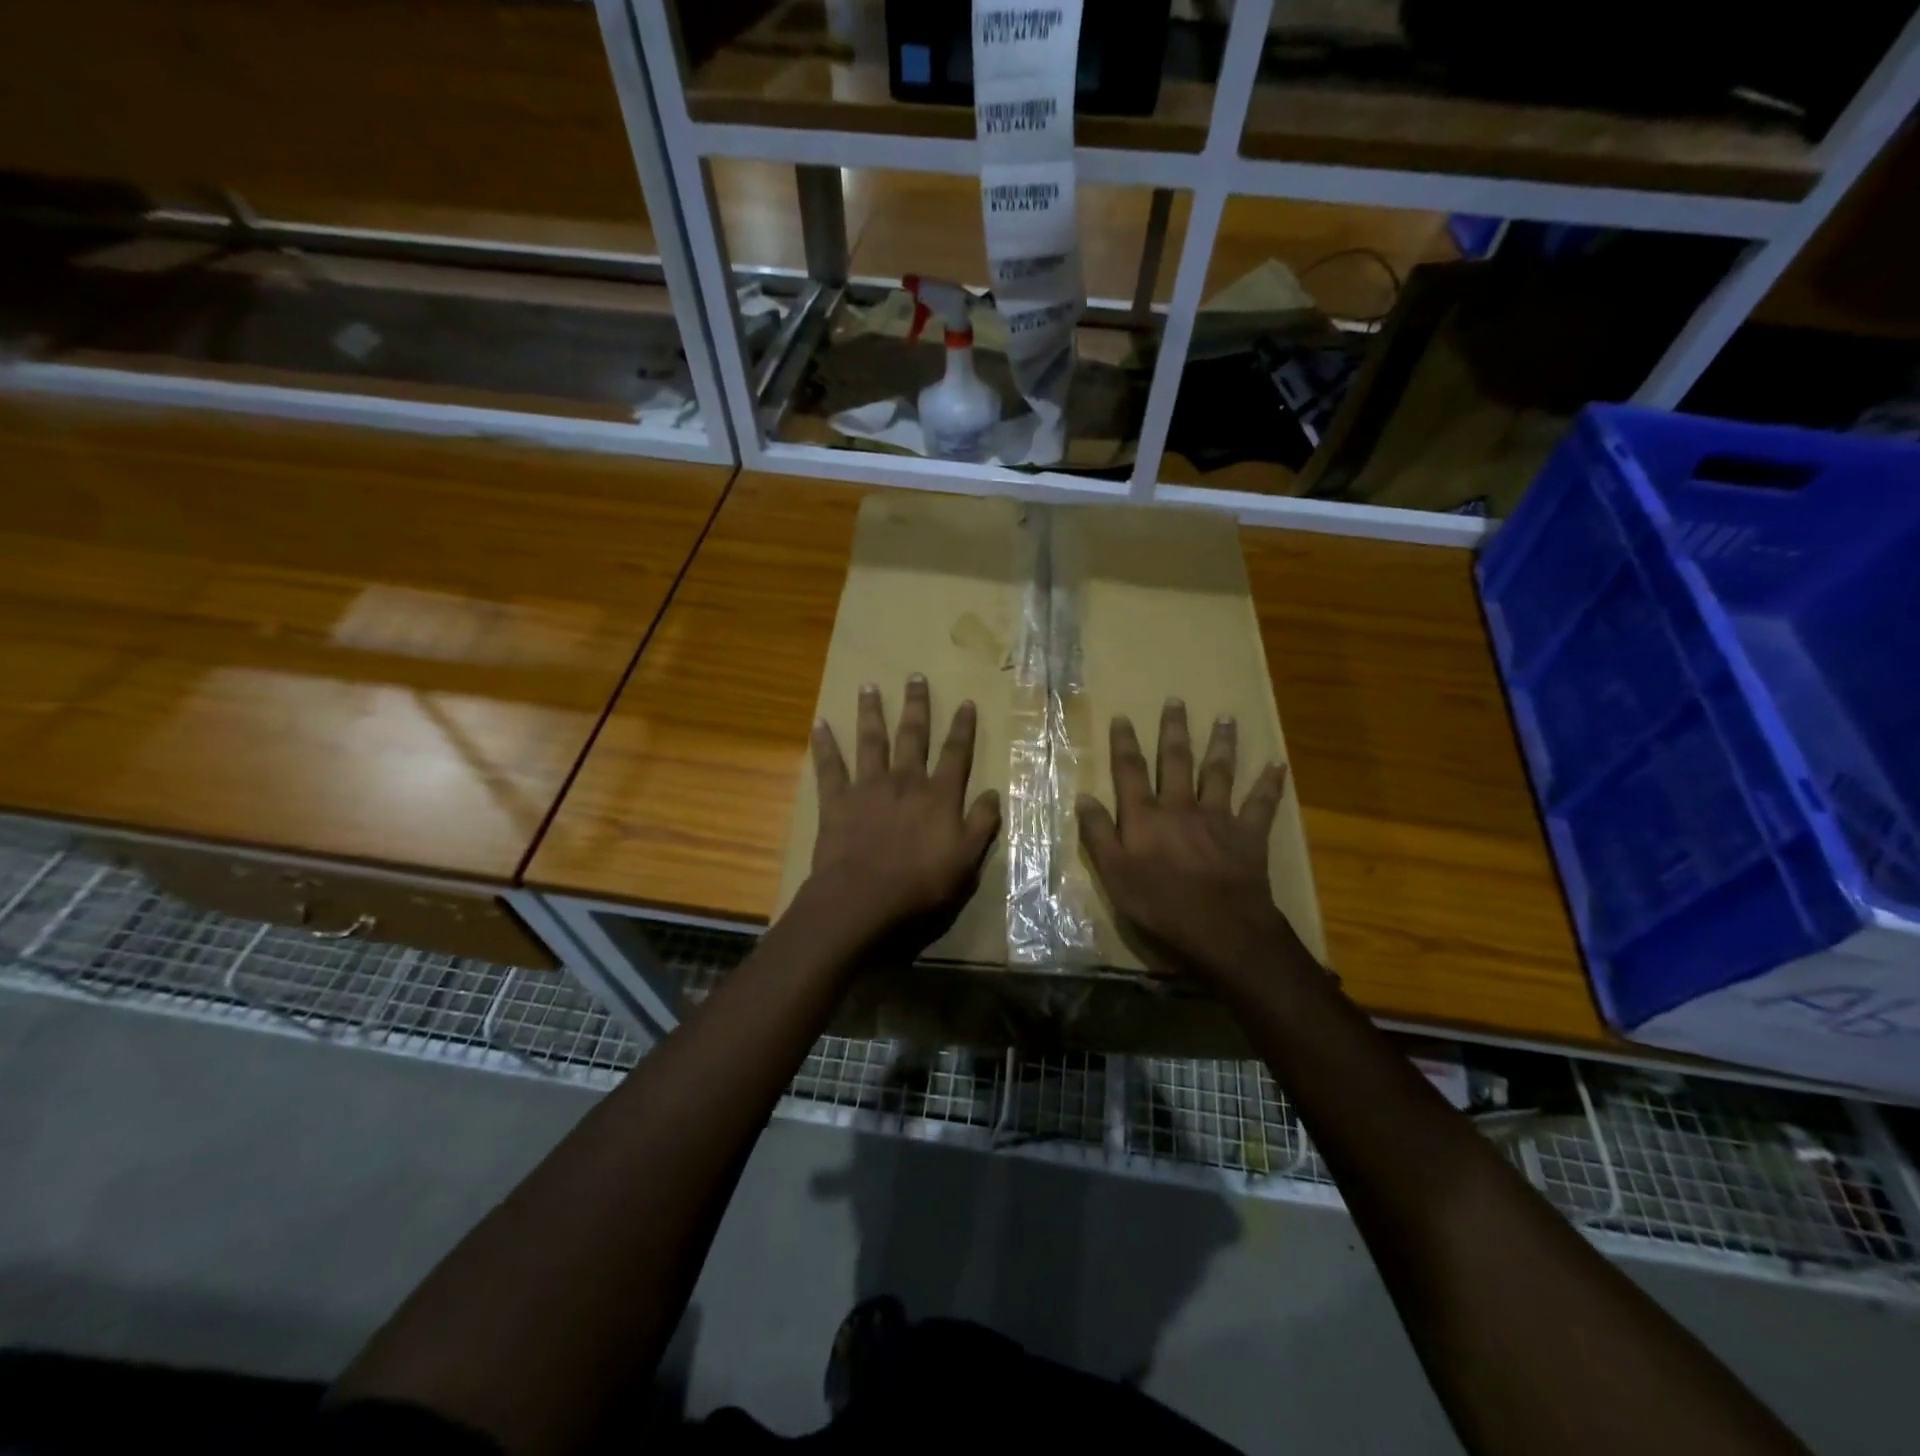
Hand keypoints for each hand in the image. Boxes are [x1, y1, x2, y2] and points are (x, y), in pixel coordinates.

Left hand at [807, 675, 1001, 956]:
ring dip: (870, 712)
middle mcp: (905, 781)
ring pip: (870, 741)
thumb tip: (993, 793)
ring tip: (868, 686)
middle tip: (914, 676)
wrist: (864, 897)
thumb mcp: (967, 860)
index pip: (955, 753)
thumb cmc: (921, 883)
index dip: (963, 727)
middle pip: (912, 736)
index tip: (966, 702)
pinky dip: (823, 745)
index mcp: (938, 795)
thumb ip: (981, 824)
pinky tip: (818, 724)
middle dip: (916, 706)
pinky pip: (829, 767)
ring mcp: (868, 787)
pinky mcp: (837, 800)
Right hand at [1077, 699, 1315, 988]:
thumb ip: (1099, 834)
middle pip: (1176, 760)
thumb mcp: (1114, 875)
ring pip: (1219, 772)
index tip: (1123, 716)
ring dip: (1221, 743)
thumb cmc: (1160, 906)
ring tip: (1225, 718)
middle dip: (1173, 729)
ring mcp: (1218, 817)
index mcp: (1146, 817)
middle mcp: (1181, 806)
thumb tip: (1083, 797)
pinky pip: (1262, 803)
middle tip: (1176, 700)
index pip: (1131, 771)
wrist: (1221, 929)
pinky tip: (1279, 763)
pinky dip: (1270, 783)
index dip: (1124, 743)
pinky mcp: (1249, 834)